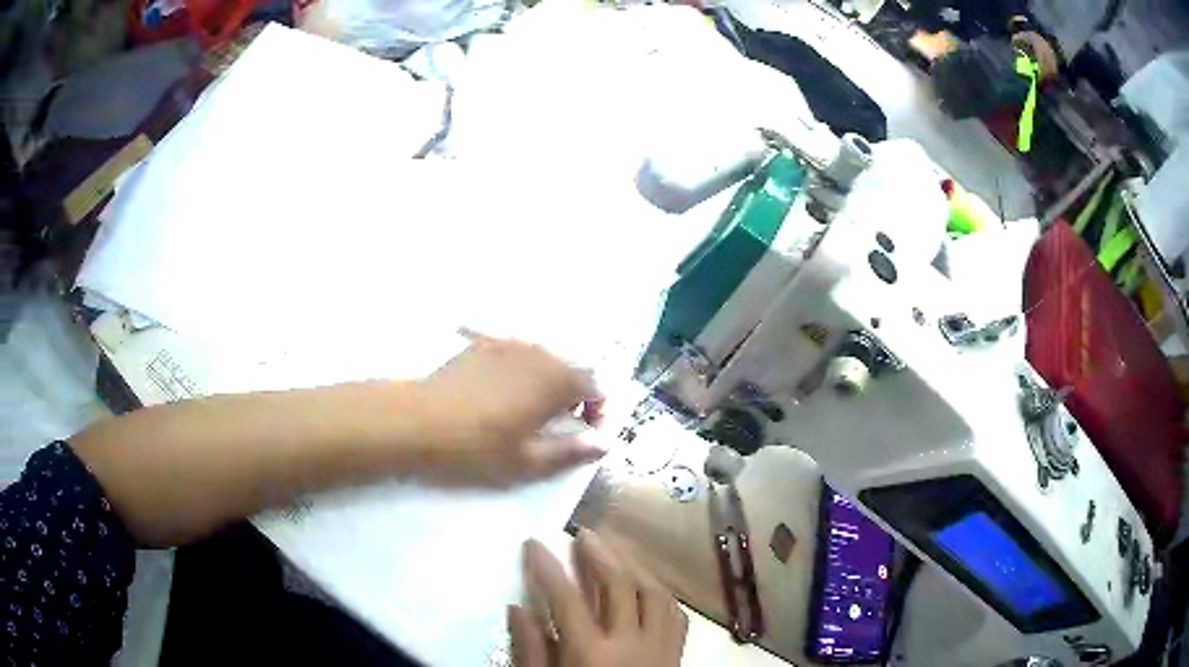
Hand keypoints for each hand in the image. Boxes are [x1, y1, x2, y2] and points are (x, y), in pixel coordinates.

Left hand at [416, 331, 604, 486]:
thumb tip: (605, 443)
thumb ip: (571, 451)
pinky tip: (500, 395)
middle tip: (557, 428)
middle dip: (574, 398)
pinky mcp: (482, 345)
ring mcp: (508, 344)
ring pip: (543, 362)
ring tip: (527, 414)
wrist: (418, 422)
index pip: (596, 388)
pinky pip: (515, 356)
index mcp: (555, 380)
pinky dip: (520, 374)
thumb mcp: (528, 462)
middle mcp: (538, 353)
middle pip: (570, 371)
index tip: (586, 437)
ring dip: (547, 385)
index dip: (599, 413)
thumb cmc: (477, 448)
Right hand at [509, 529, 687, 666]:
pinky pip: (676, 615)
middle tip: (583, 534)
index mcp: (589, 652)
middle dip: (599, 553)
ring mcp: (660, 648)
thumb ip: (530, 649)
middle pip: (618, 584)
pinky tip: (647, 589)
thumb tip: (517, 607)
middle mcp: (630, 643)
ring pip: (656, 593)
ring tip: (616, 553)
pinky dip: (660, 595)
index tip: (533, 543)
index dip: (546, 566)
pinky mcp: (676, 657)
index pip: (564, 596)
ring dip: (635, 567)